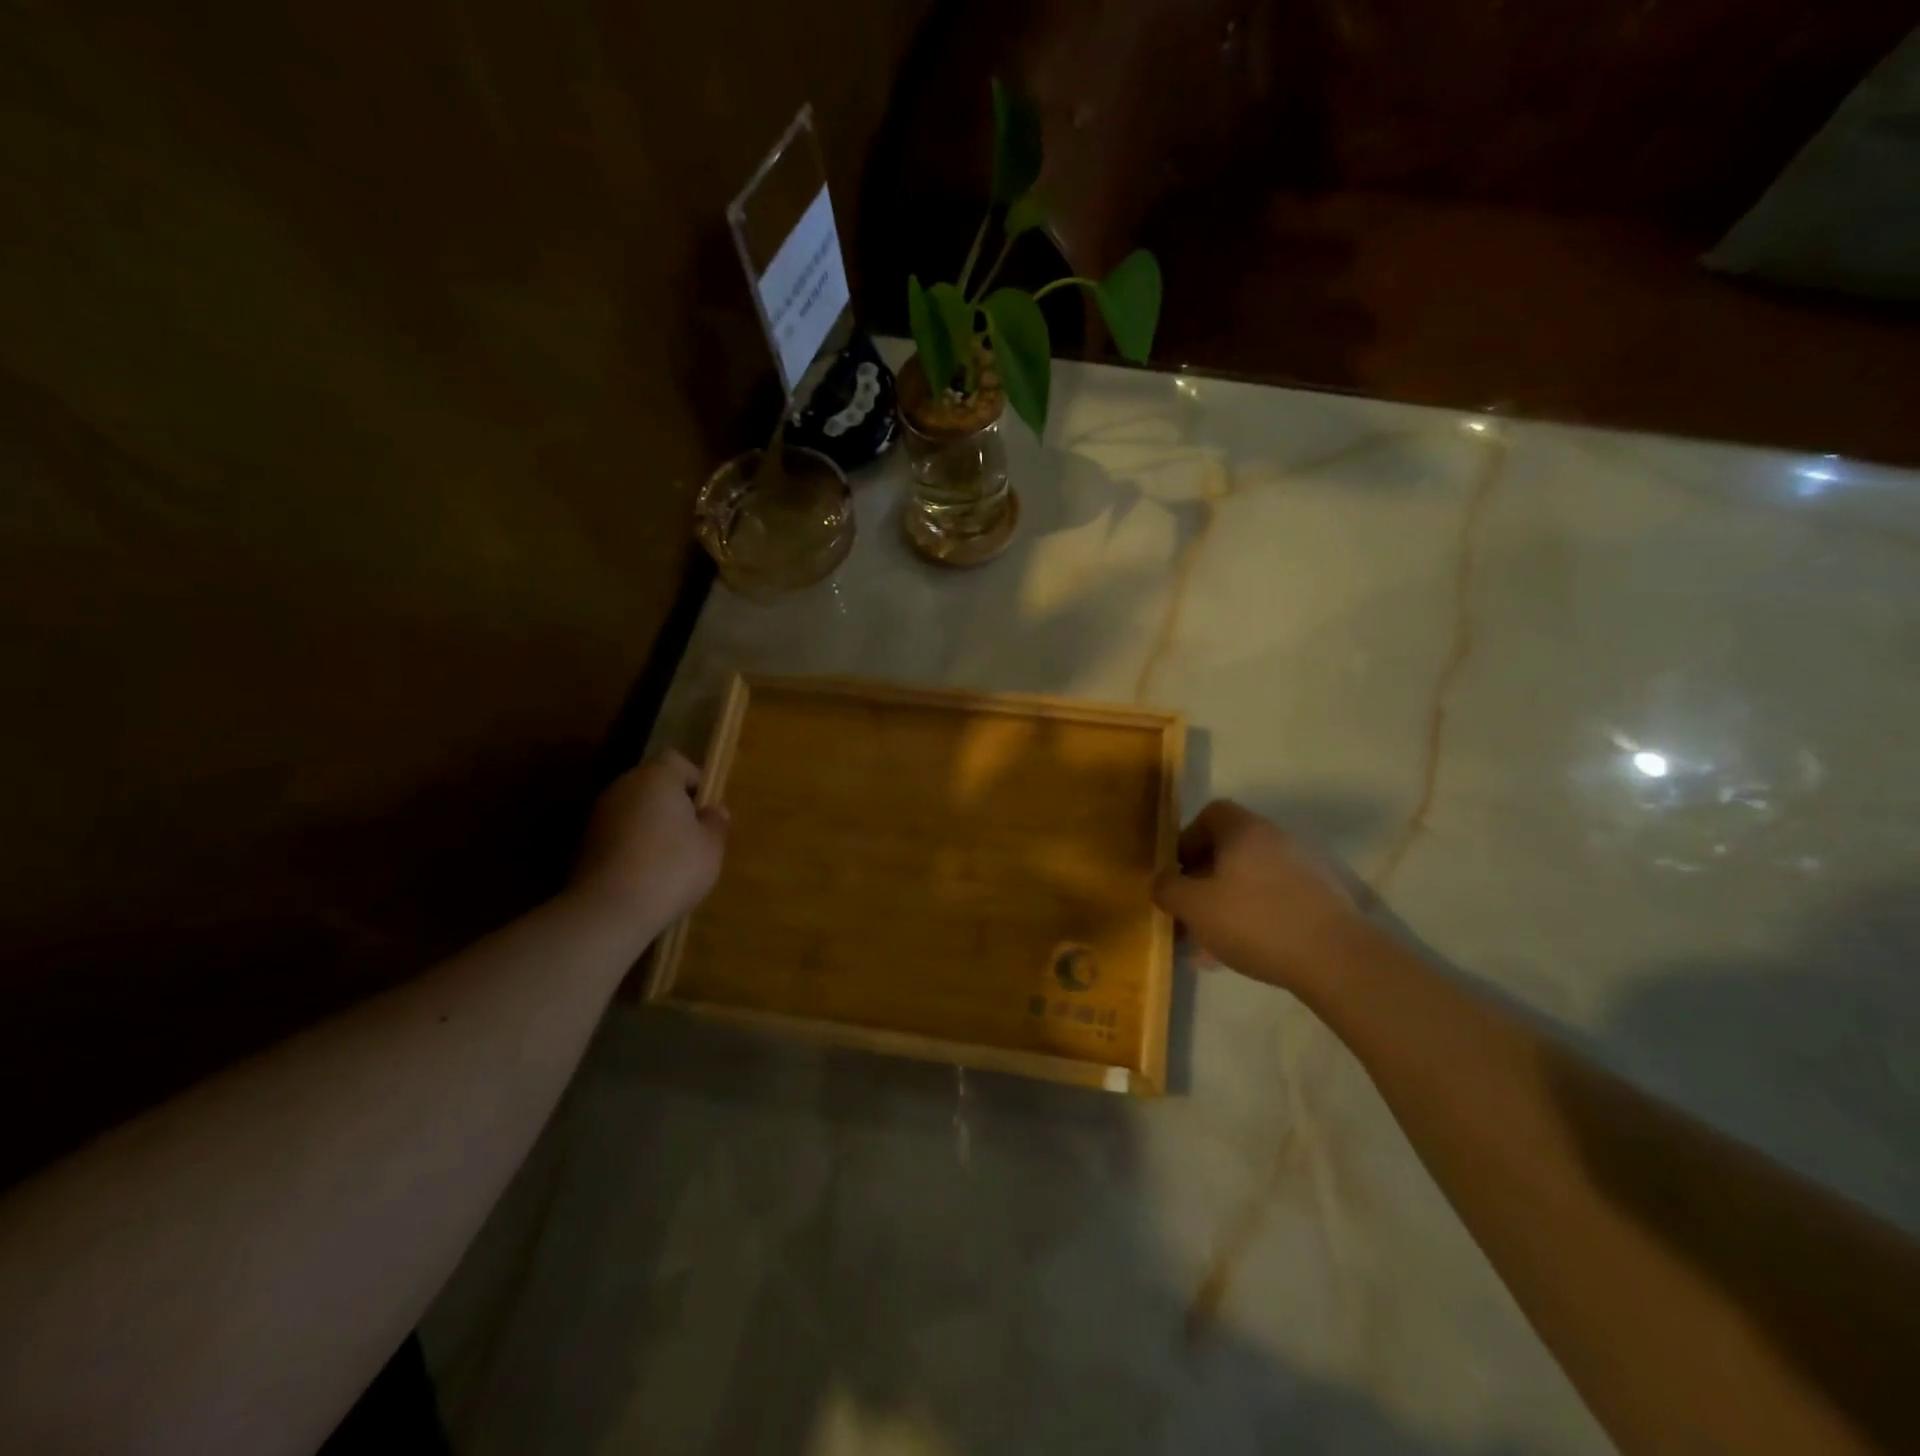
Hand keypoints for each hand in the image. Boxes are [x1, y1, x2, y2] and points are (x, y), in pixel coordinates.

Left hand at [569, 752, 728, 930]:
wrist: (609, 910)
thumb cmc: (671, 868)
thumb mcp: (711, 847)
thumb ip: (716, 822)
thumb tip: (713, 810)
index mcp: (656, 778)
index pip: (677, 761)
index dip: (695, 781)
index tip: (706, 811)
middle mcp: (624, 787)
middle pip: (653, 784)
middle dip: (673, 804)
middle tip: (693, 836)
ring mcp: (600, 815)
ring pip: (635, 809)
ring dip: (652, 825)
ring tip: (670, 859)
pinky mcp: (585, 843)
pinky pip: (619, 833)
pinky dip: (633, 845)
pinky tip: (646, 873)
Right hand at [1152, 800, 1368, 996]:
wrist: (1336, 959)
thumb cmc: (1254, 921)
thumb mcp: (1194, 907)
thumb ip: (1168, 889)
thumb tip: (1161, 882)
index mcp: (1245, 830)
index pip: (1210, 814)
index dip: (1187, 839)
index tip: (1177, 872)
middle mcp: (1276, 839)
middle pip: (1230, 849)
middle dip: (1204, 879)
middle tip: (1189, 912)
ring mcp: (1304, 868)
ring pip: (1251, 880)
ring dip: (1227, 903)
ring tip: (1210, 942)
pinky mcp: (1323, 899)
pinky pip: (1275, 900)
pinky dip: (1255, 918)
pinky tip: (1243, 952)